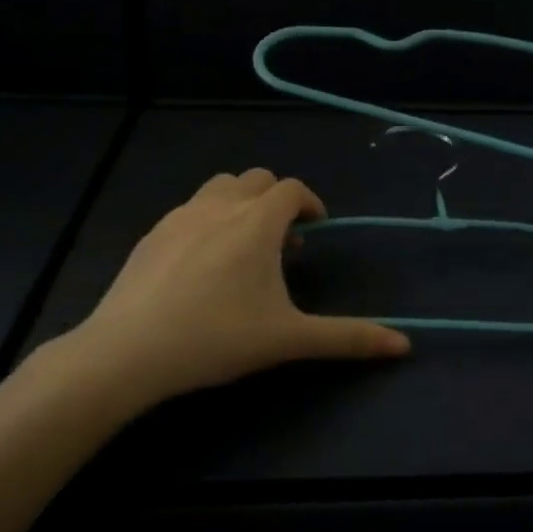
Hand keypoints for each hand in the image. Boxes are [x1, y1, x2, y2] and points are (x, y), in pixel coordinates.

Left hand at [61, 169, 409, 404]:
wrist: (128, 351)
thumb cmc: (216, 338)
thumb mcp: (288, 339)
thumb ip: (348, 338)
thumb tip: (404, 346)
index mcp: (256, 221)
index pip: (291, 189)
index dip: (310, 203)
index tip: (316, 229)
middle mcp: (220, 206)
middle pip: (256, 179)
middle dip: (276, 200)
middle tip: (284, 241)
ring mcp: (180, 216)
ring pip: (219, 187)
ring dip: (241, 203)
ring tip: (244, 246)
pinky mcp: (152, 233)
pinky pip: (190, 209)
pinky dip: (208, 219)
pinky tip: (202, 263)